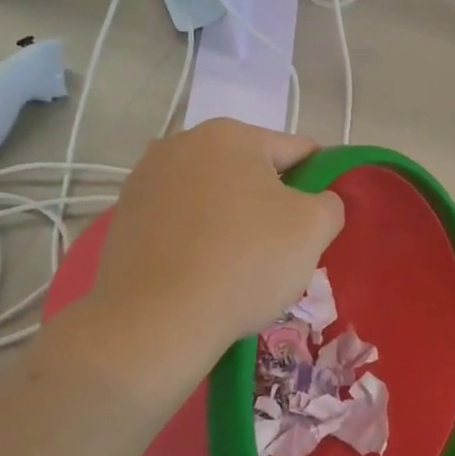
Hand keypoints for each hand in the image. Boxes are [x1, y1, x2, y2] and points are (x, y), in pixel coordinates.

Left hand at [91, 119, 344, 361]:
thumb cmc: (245, 262)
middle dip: (269, 202)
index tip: (318, 223)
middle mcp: (183, 142)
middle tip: (280, 249)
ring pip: (213, 195)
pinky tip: (201, 272)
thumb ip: (330, 203)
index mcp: (232, 134)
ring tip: (238, 266)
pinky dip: (196, 237)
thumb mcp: (313, 228)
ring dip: (231, 218)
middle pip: (250, 170)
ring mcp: (147, 178)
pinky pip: (180, 219)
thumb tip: (317, 203)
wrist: (155, 321)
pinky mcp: (125, 215)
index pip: (297, 151)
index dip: (317, 184)